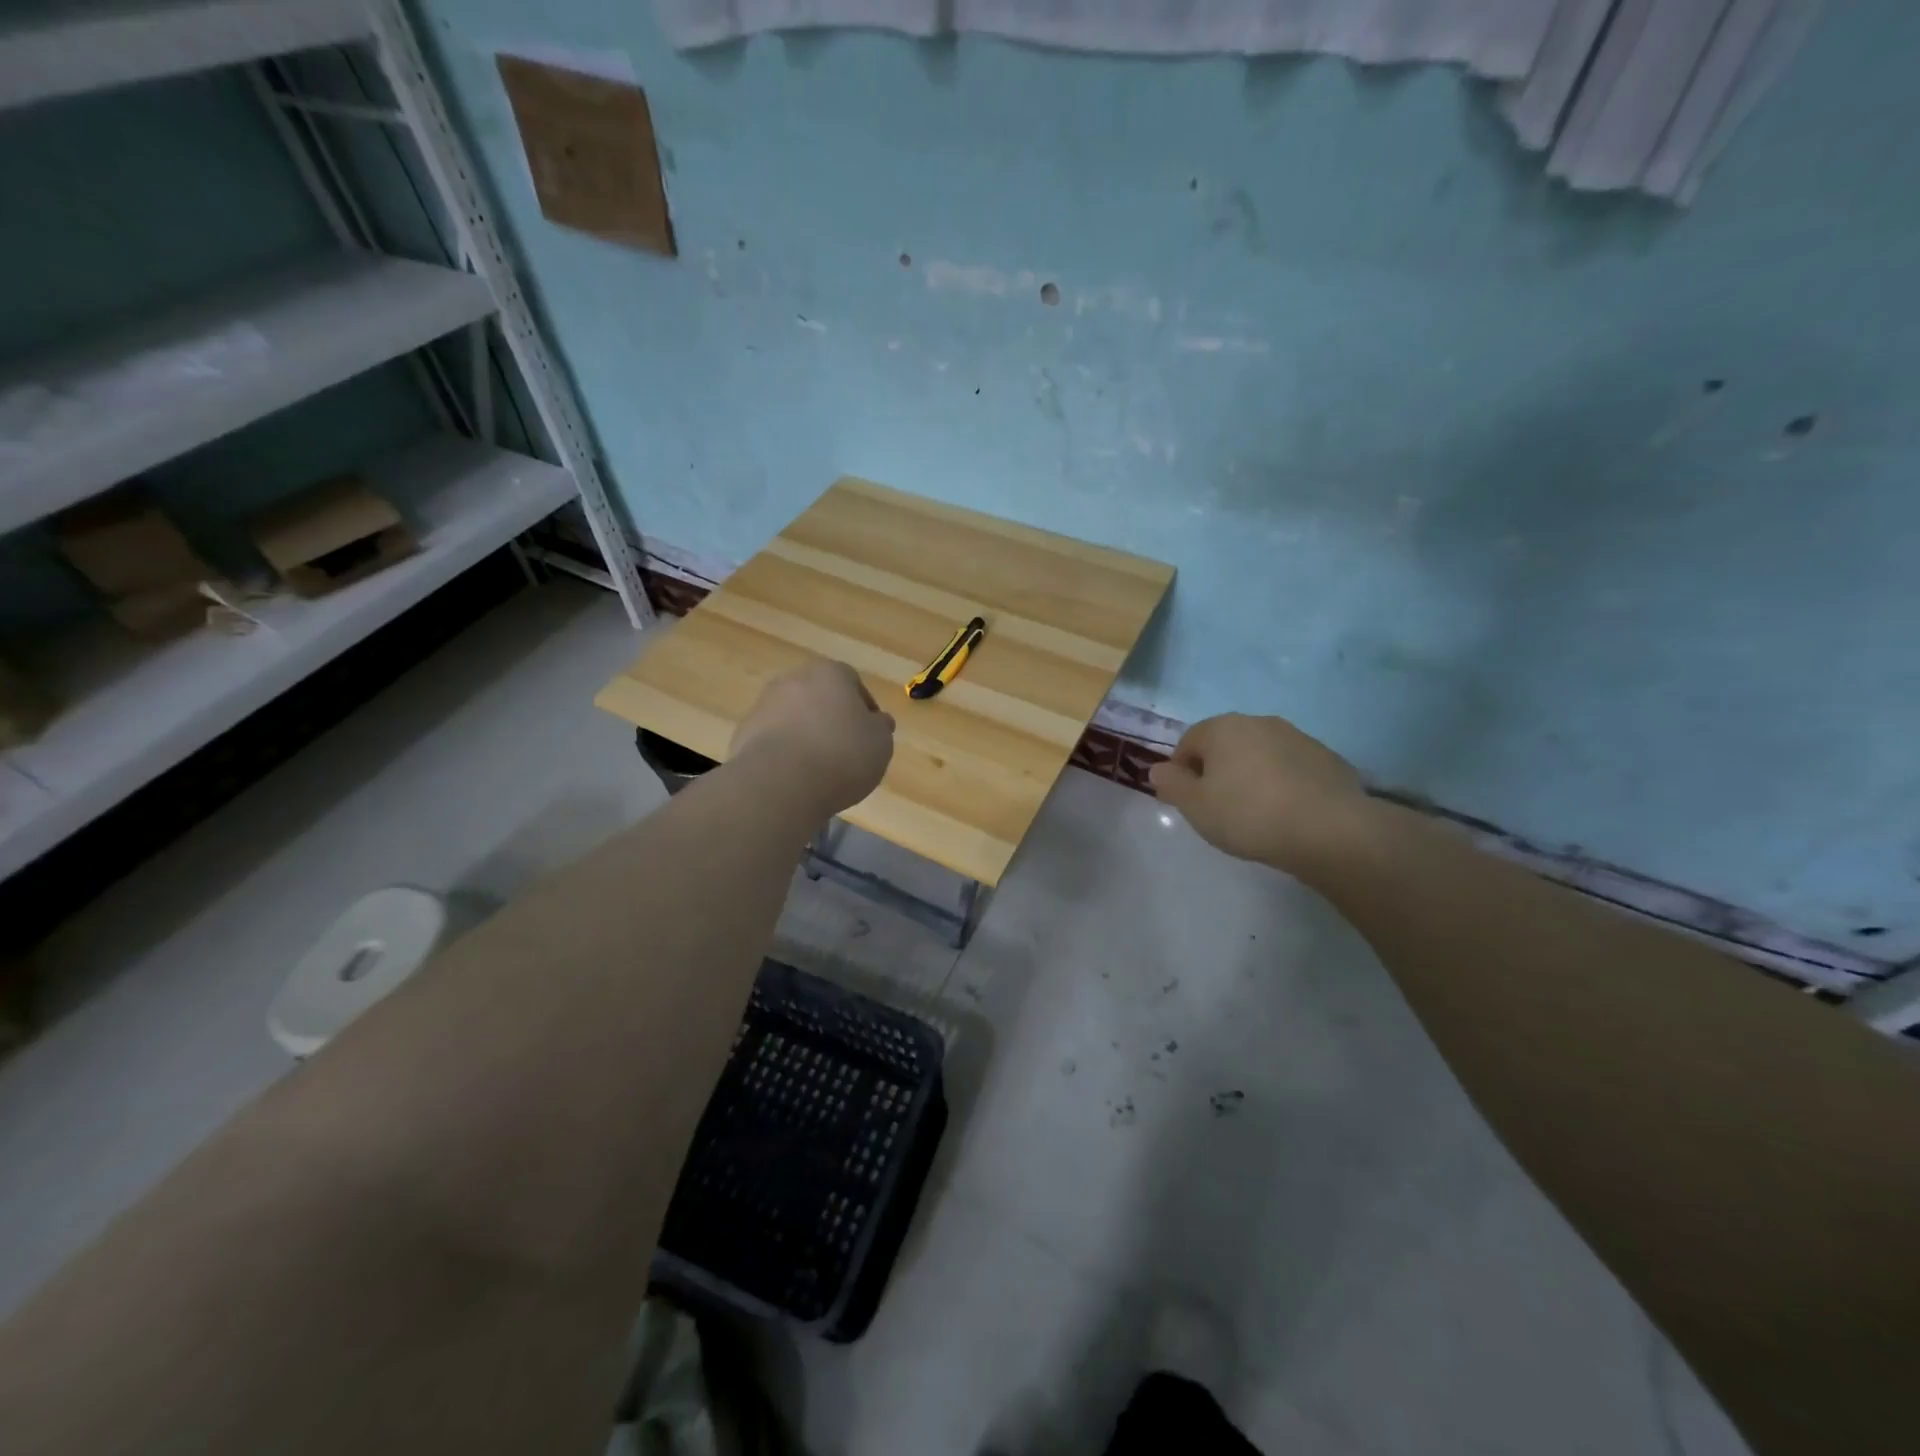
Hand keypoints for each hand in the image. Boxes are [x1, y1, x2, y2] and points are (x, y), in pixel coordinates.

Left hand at [732, 659, 895, 813]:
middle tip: (845, 750)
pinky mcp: (743, 734)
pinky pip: (773, 741)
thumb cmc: (841, 755)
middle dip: (831, 718)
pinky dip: (784, 754)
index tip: (870, 734)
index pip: (852, 681)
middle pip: (819, 696)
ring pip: (793, 717)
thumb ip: (880, 728)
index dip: (864, 708)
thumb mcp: (880, 744)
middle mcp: (792, 680)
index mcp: (829, 673)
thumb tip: (877, 721)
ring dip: (806, 735)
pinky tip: (795, 778)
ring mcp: (763, 705)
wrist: (780, 784)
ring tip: (819, 770)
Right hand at [1149, 713, 1371, 872]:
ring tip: (1256, 812)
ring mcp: (1297, 737)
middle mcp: (1259, 722)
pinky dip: (1283, 783)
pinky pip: (1291, 768)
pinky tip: (1287, 813)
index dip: (1181, 771)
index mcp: (1222, 728)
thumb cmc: (1248, 815)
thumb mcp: (1195, 806)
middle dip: (1217, 770)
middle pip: (1226, 744)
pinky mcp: (1327, 758)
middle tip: (1219, 807)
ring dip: (1251, 774)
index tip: (1188, 800)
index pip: (1188, 741)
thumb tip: (1157, 770)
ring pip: (1260, 754)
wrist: (1329, 830)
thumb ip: (1171, 785)